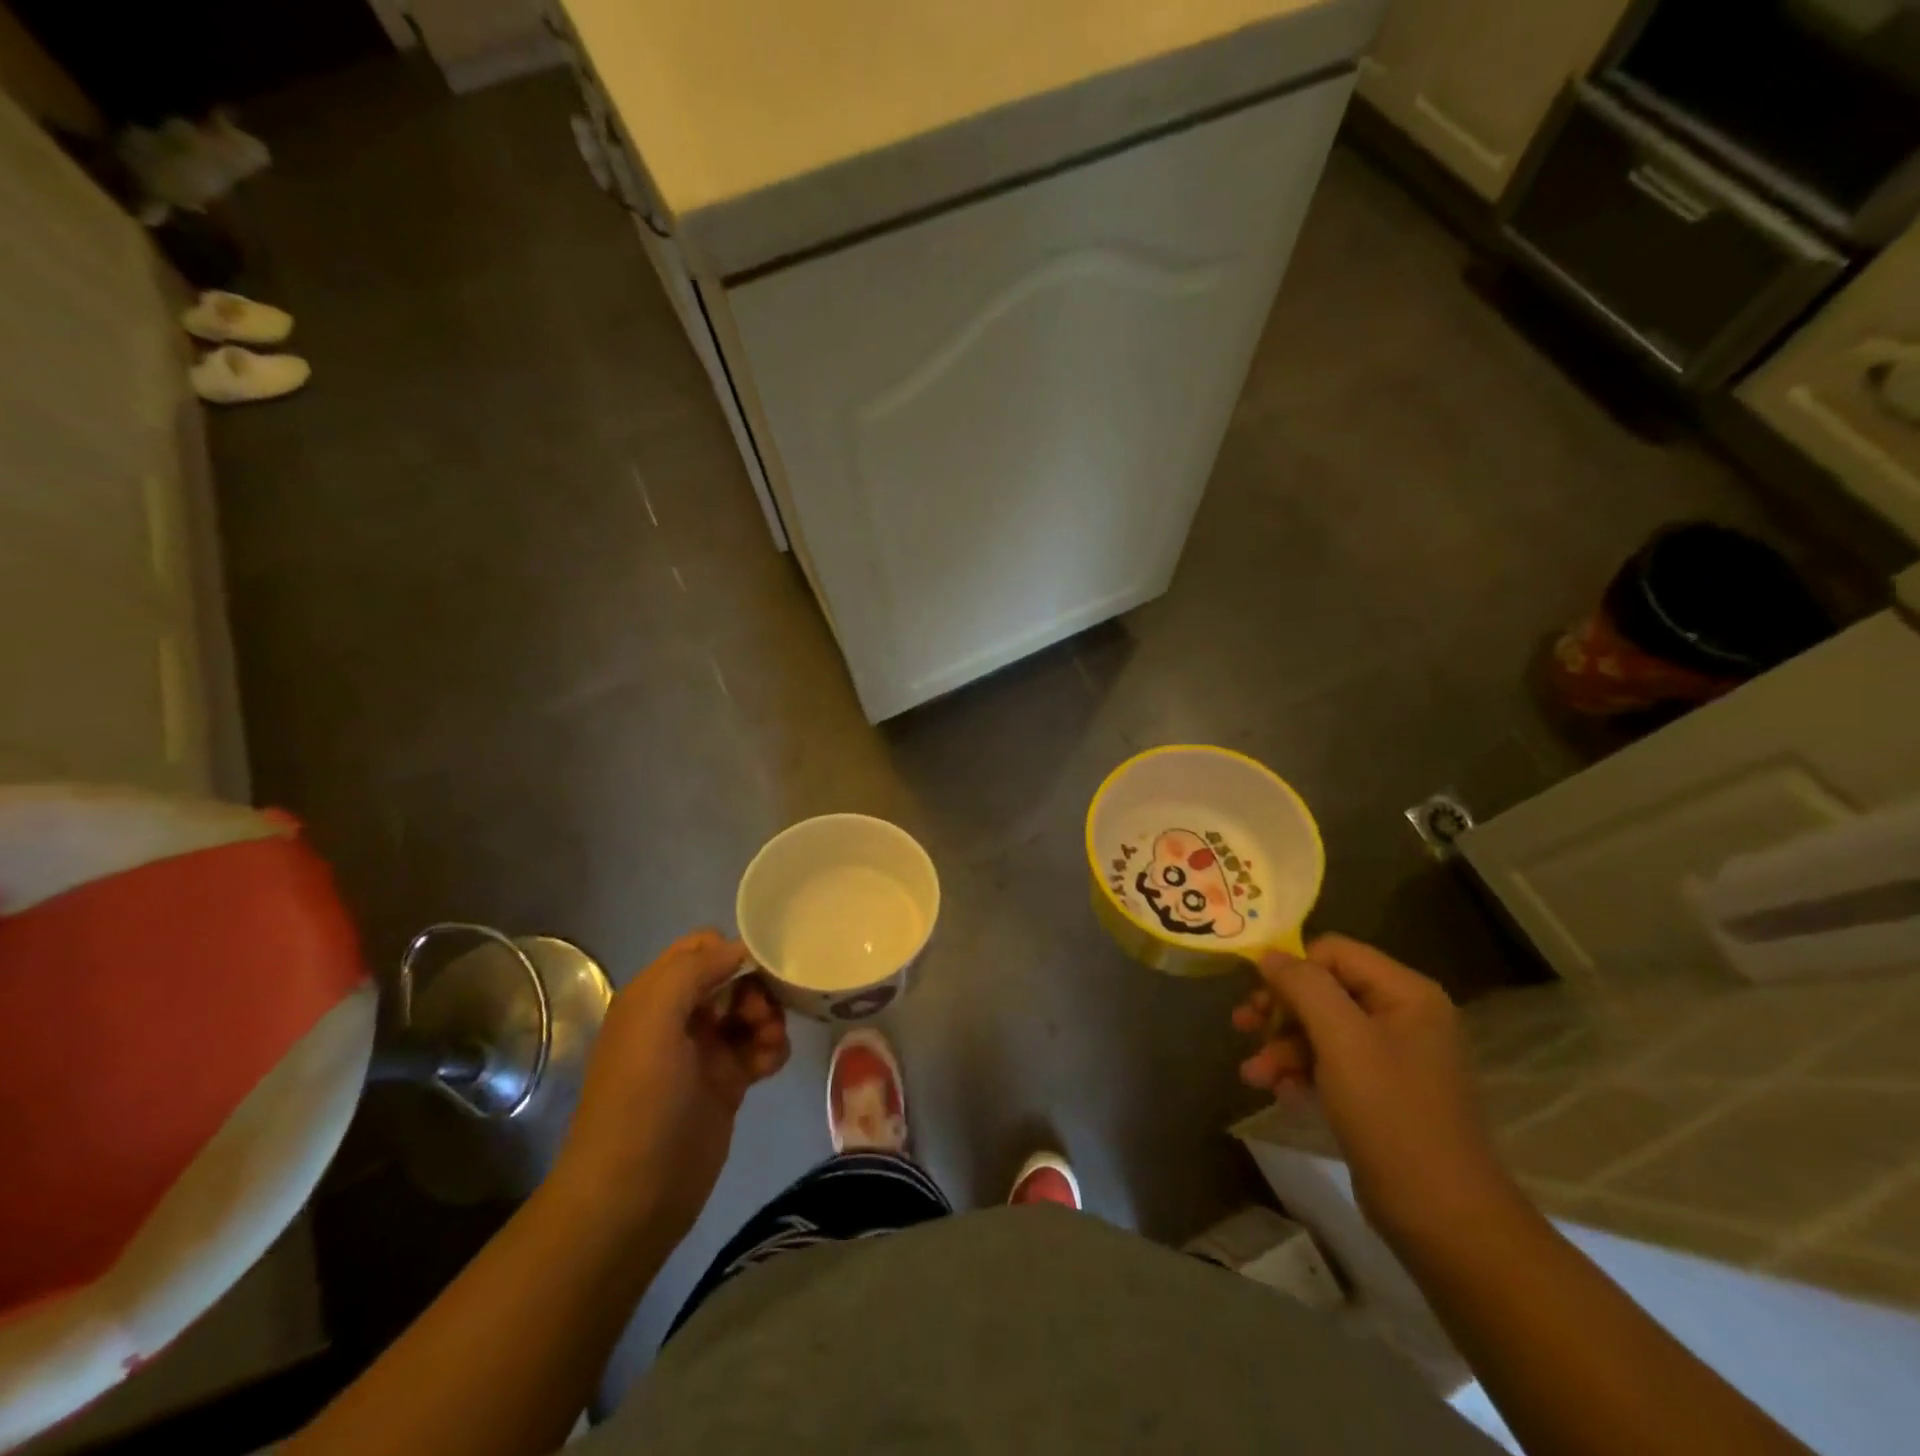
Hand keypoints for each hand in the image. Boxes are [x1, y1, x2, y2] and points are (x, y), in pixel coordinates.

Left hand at [552, 931, 788, 1239]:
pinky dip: (772, 1049)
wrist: (632, 1197)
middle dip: (756, 986)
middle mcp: (680, 1016)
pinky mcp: (727, 1083)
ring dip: (769, 1017)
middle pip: (733, 976)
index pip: (701, 947)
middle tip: (761, 1015)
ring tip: (769, 1044)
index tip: (760, 969)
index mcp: (654, 995)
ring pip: (751, 1010)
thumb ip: (694, 969)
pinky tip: (771, 1066)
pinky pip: (760, 1047)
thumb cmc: (640, 1100)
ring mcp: (704, 1051)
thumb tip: (740, 948)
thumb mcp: (654, 1019)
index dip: (732, 949)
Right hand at [1232, 934, 1514, 1244]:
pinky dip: (1301, 1071)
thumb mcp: (1342, 1041)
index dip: (1292, 969)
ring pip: (1320, 1027)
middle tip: (1242, 1027)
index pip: (1333, 952)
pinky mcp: (1380, 1089)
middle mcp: (1402, 1015)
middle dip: (1280, 1011)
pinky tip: (1280, 1094)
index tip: (1258, 999)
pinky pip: (1330, 1061)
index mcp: (1406, 993)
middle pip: (1323, 989)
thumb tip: (1268, 954)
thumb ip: (1304, 987)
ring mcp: (1393, 1054)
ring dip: (1282, 1046)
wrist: (1442, 1218)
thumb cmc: (1392, 1115)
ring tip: (1254, 1075)